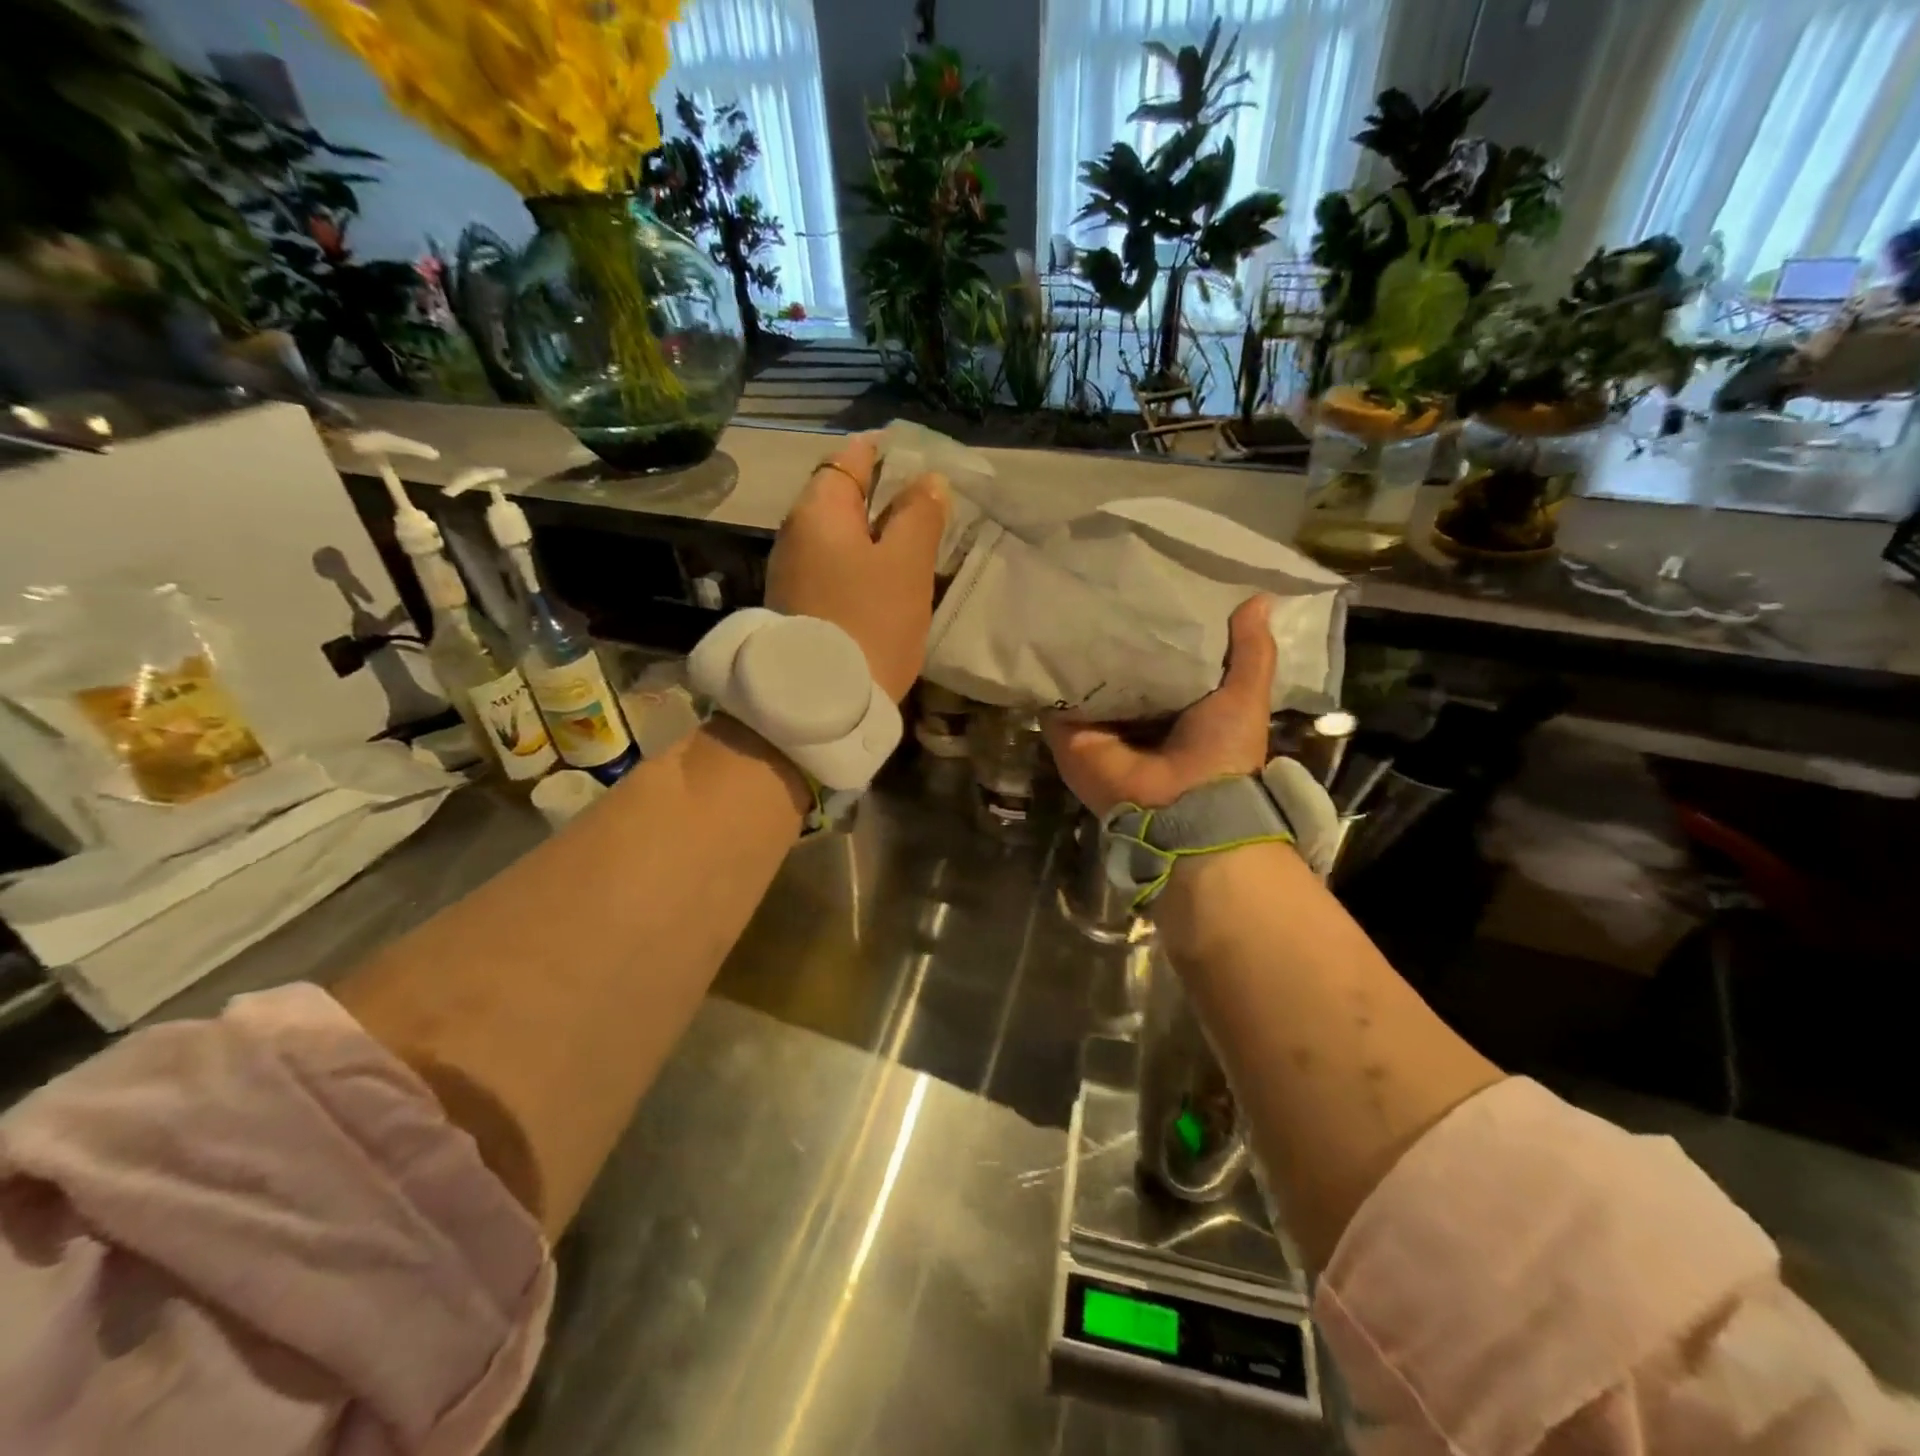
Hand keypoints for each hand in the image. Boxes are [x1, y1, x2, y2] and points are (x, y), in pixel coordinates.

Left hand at [765, 433, 947, 702]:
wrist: (822, 702)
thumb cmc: (870, 621)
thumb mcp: (905, 564)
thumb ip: (918, 516)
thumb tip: (927, 481)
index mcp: (818, 512)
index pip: (848, 461)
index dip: (882, 454)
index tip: (914, 457)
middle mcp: (795, 536)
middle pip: (840, 500)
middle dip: (880, 497)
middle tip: (923, 504)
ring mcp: (792, 575)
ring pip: (838, 539)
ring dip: (871, 535)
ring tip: (911, 543)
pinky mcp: (798, 608)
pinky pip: (833, 570)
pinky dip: (859, 566)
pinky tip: (883, 581)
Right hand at [1042, 595, 1275, 815]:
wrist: (1183, 807)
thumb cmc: (1220, 751)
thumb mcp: (1245, 696)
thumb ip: (1251, 651)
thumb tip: (1260, 598)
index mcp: (1173, 706)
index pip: (1159, 658)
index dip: (1156, 628)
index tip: (1150, 586)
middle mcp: (1132, 714)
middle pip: (1116, 666)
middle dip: (1112, 633)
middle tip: (1103, 584)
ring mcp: (1097, 724)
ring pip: (1082, 678)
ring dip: (1077, 647)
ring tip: (1070, 596)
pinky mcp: (1067, 733)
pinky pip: (1054, 697)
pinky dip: (1050, 672)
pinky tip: (1048, 631)